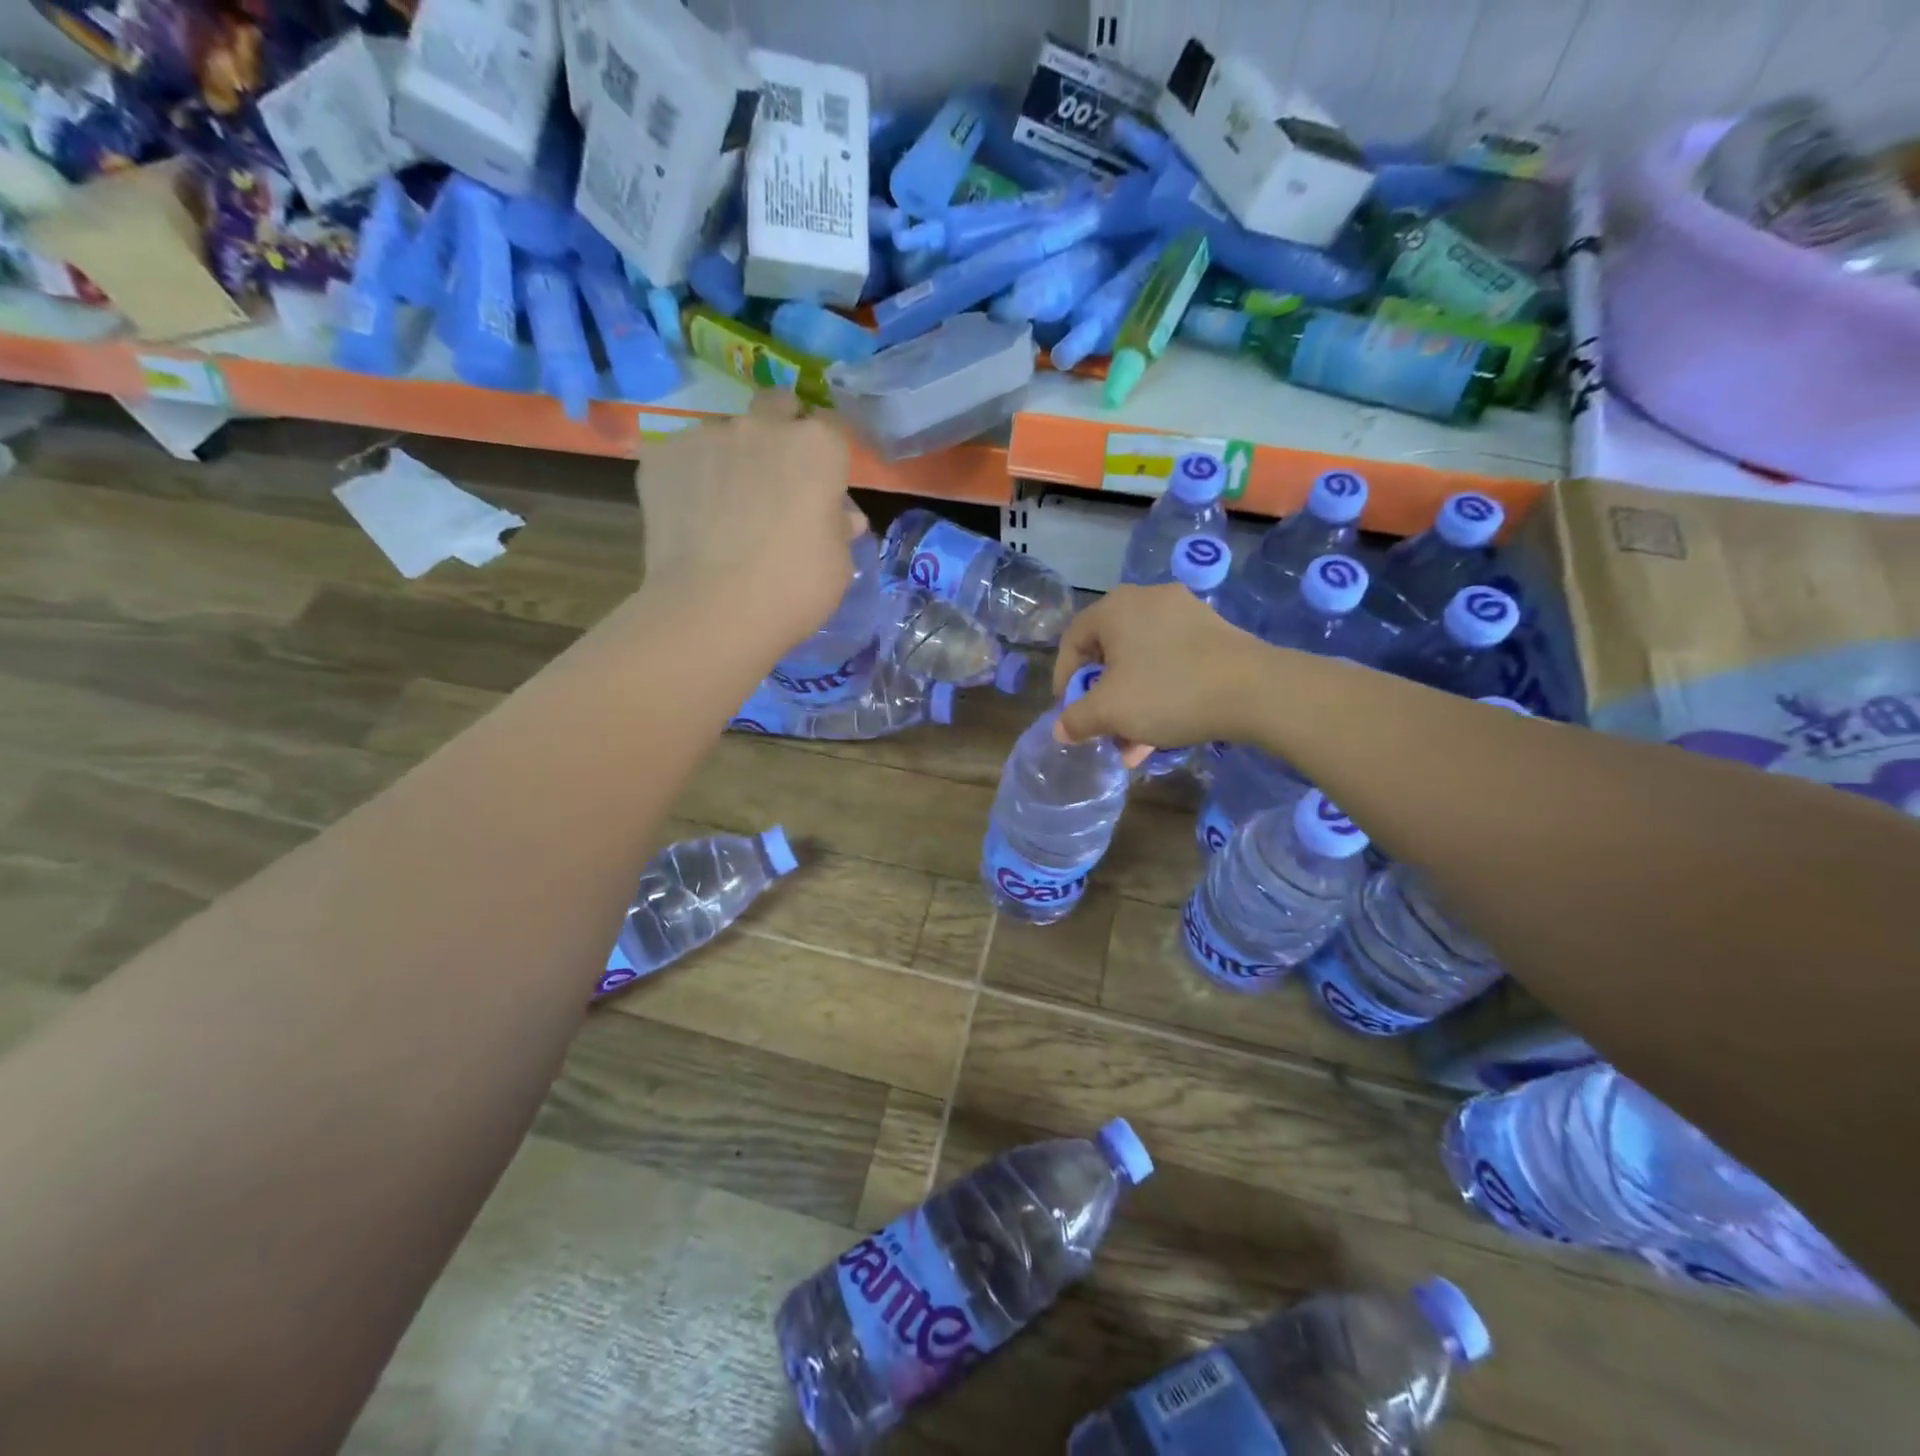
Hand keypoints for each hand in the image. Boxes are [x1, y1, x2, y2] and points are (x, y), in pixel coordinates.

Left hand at [634, 392, 863, 635]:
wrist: (714, 610)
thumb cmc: (794, 588)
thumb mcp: (838, 564)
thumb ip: (838, 527)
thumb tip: (840, 516)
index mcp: (817, 447)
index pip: (830, 427)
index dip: (826, 455)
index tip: (822, 483)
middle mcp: (763, 427)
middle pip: (776, 406)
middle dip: (781, 428)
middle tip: (776, 477)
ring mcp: (707, 435)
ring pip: (726, 432)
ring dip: (732, 457)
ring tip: (724, 506)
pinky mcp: (661, 455)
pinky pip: (683, 457)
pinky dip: (691, 478)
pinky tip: (691, 517)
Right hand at [1052, 585, 1272, 751]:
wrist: (1254, 690)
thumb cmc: (1167, 692)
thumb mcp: (1110, 711)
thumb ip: (1077, 719)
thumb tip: (1060, 729)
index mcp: (1115, 608)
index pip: (1072, 641)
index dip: (1064, 680)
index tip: (1069, 713)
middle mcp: (1147, 600)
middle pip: (1109, 655)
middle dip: (1103, 701)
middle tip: (1103, 732)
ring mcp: (1184, 614)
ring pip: (1142, 664)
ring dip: (1131, 706)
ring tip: (1134, 746)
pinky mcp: (1213, 632)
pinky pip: (1171, 662)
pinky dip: (1160, 694)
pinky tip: (1164, 730)